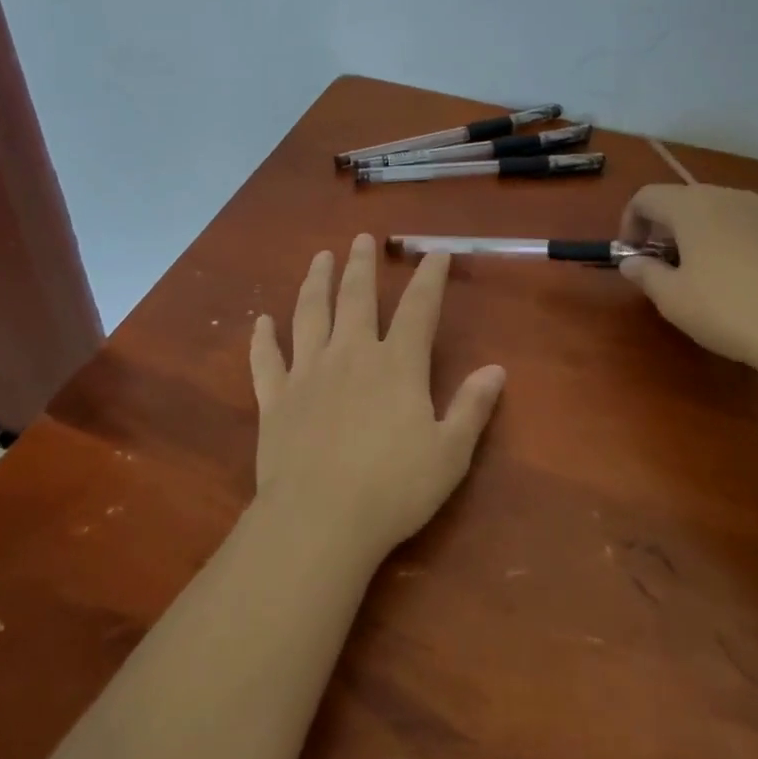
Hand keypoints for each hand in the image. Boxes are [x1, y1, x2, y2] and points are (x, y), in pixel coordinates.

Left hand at [249, 234, 505, 566]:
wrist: (319, 519)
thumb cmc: (393, 488)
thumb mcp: (449, 453)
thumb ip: (471, 407)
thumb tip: (497, 369)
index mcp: (397, 364)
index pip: (419, 308)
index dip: (429, 278)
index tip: (435, 252)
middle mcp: (351, 354)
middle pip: (357, 297)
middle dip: (361, 265)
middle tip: (361, 238)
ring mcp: (308, 372)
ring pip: (311, 314)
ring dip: (315, 282)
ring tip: (319, 258)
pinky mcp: (276, 397)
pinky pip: (266, 360)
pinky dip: (262, 338)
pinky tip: (261, 321)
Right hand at [619, 184, 757, 371]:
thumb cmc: (727, 311)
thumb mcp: (672, 299)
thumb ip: (645, 273)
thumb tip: (632, 261)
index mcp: (689, 206)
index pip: (646, 198)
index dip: (631, 222)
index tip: (633, 255)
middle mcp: (726, 195)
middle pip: (684, 200)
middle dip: (667, 227)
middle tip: (665, 264)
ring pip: (724, 209)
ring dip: (707, 230)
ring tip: (709, 267)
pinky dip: (751, 233)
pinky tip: (756, 259)